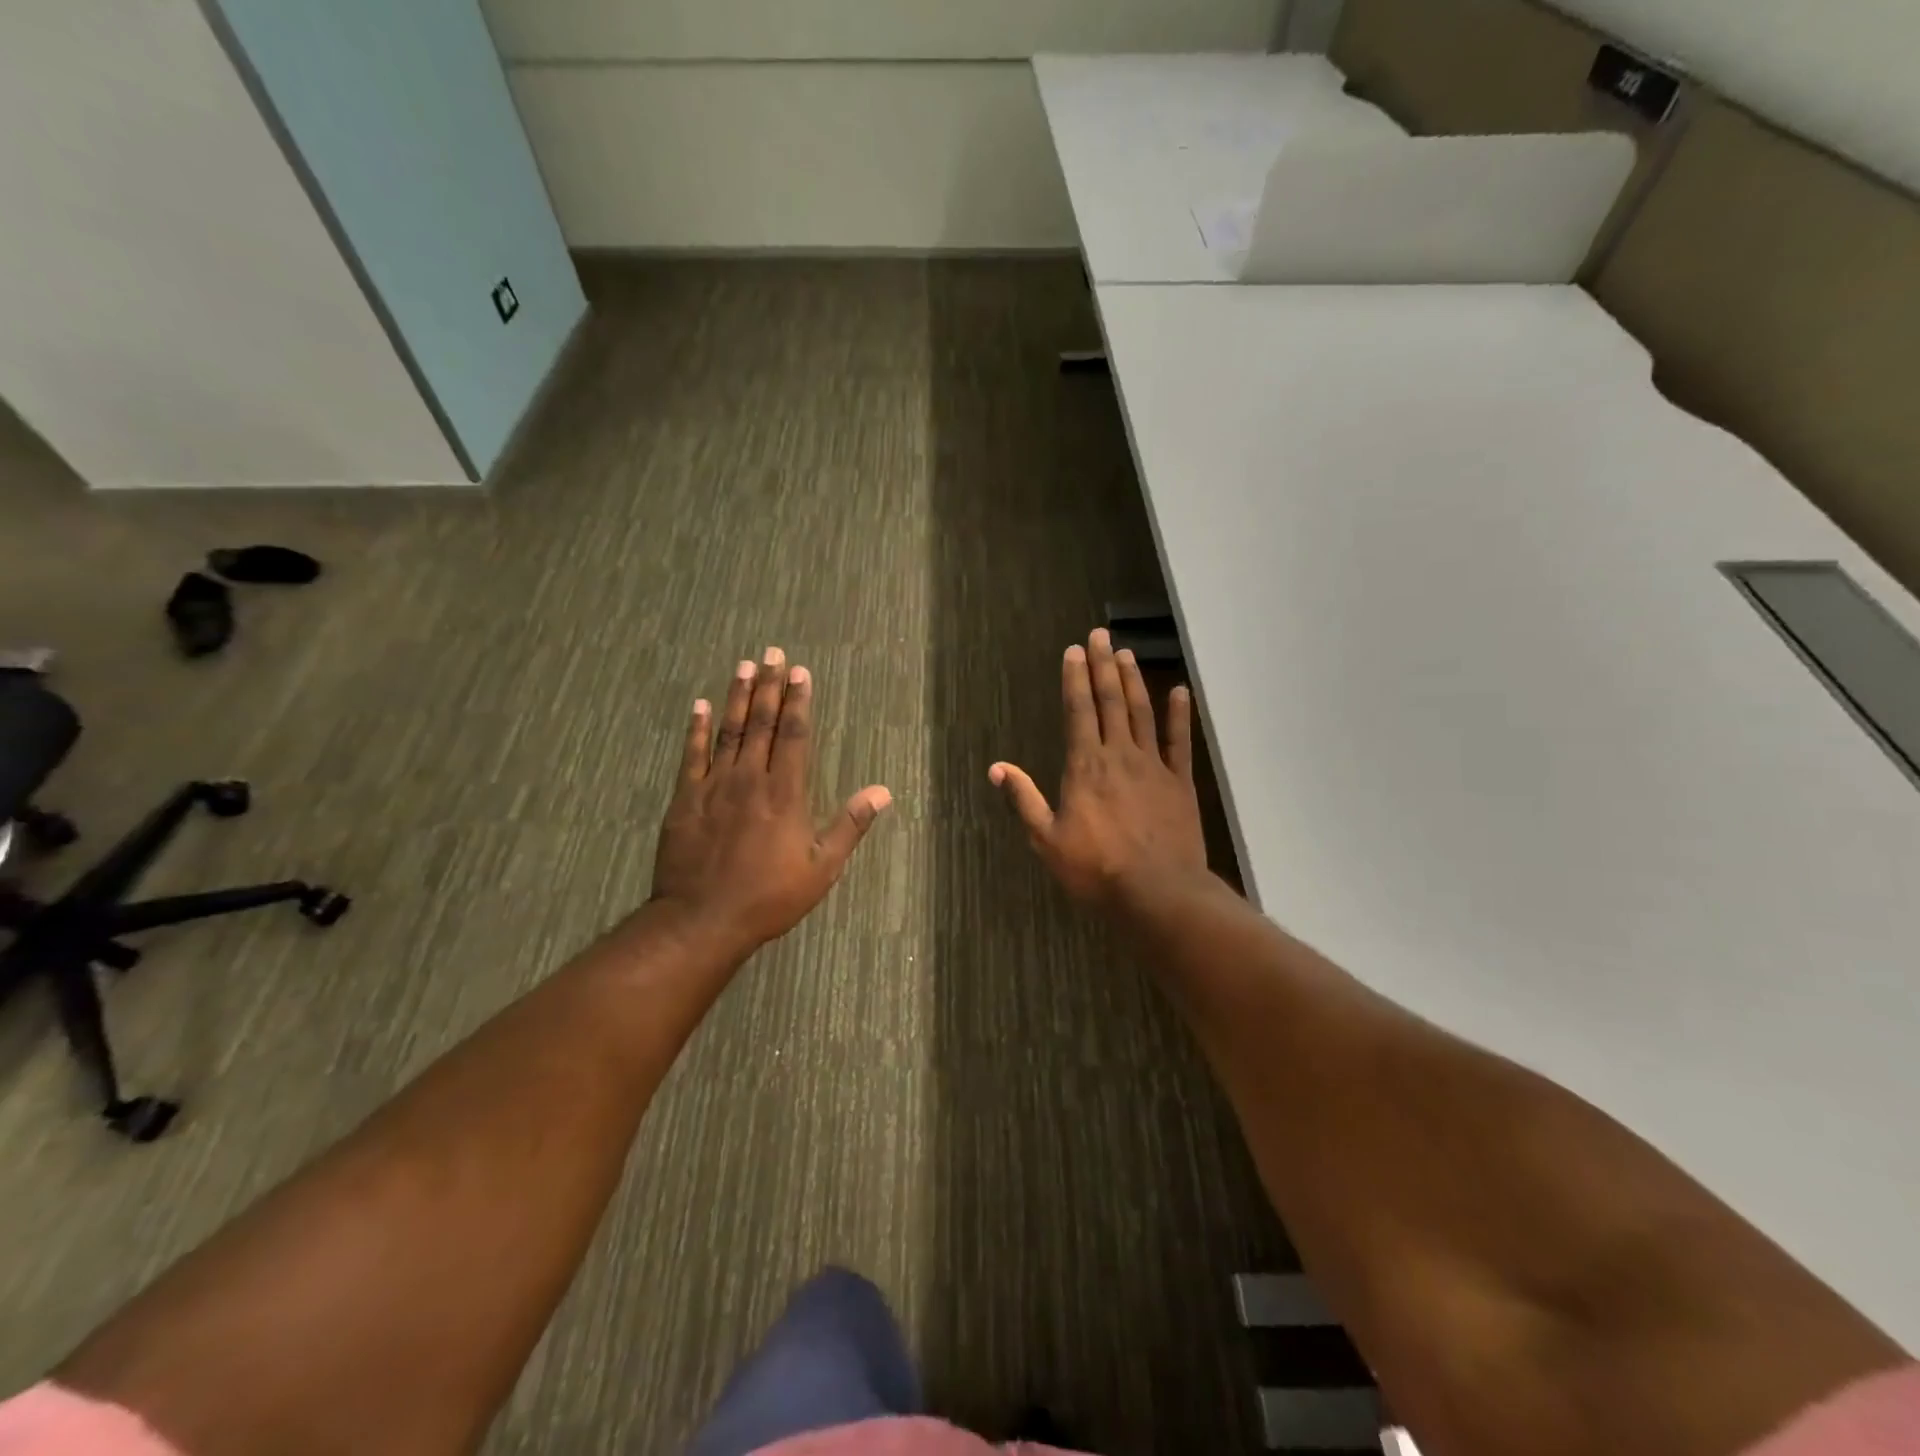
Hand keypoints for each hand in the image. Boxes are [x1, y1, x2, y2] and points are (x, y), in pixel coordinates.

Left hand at [649, 647, 890, 960]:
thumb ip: (849, 825)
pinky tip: (700, 706)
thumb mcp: (821, 868)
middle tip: (774, 653)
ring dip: (738, 697)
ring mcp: (714, 786)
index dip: (799, 701)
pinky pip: (692, 755)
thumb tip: (881, 792)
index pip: (795, 735)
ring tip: (745, 666)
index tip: (801, 673)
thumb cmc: (769, 897)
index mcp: (785, 793)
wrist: (702, 919)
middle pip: (762, 723)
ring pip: (729, 731)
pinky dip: (696, 729)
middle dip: (771, 686)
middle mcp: (750, 779)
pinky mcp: (685, 798)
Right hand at [989, 628, 1209, 909]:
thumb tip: (997, 768)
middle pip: (1110, 701)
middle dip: (1103, 666)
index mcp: (1085, 766)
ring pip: (1142, 713)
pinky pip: (1179, 742)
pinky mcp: (1180, 782)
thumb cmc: (1095, 869)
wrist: (1157, 892)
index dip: (1074, 678)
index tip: (1073, 651)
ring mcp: (1153, 766)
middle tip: (1100, 635)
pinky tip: (1179, 692)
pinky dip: (1179, 715)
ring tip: (1126, 653)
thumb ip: (1024, 799)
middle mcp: (1119, 755)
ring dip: (1133, 681)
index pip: (1078, 711)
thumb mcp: (1047, 839)